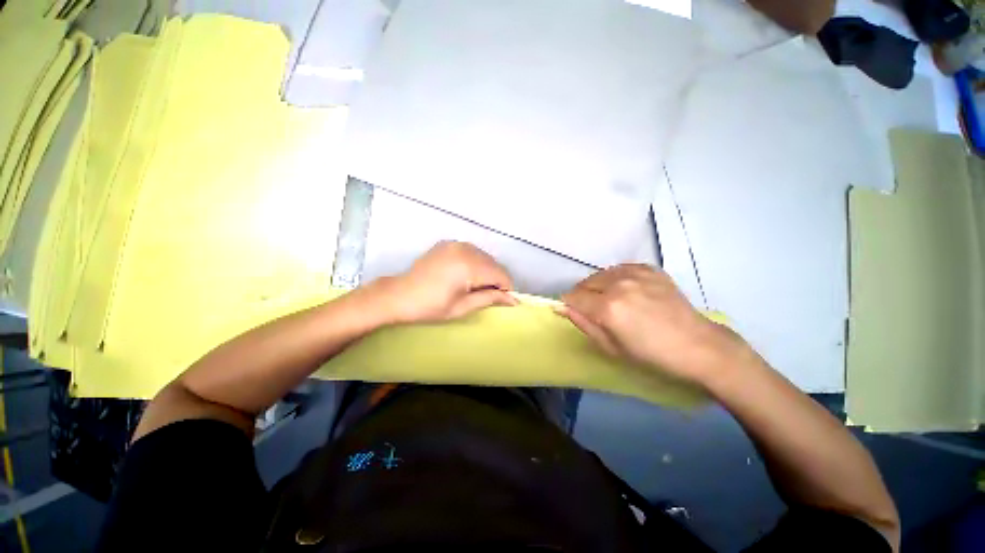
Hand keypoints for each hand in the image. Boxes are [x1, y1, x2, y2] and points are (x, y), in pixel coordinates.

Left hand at [372, 241, 517, 323]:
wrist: (398, 295)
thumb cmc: (430, 306)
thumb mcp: (462, 306)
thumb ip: (490, 299)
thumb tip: (514, 300)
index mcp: (469, 265)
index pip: (501, 275)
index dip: (505, 289)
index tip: (499, 301)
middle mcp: (466, 249)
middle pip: (494, 264)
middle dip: (495, 280)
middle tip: (485, 296)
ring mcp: (456, 244)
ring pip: (484, 257)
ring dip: (486, 271)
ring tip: (472, 286)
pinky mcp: (448, 243)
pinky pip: (472, 252)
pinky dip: (474, 263)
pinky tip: (463, 275)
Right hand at [559, 264, 747, 385]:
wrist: (698, 345)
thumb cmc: (652, 354)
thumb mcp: (611, 347)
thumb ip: (583, 323)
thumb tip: (562, 307)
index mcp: (607, 307)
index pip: (572, 297)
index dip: (569, 305)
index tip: (576, 312)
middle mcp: (618, 284)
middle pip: (584, 283)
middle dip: (583, 296)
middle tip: (596, 311)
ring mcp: (635, 273)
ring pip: (600, 274)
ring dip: (598, 286)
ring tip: (613, 301)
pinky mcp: (649, 269)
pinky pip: (619, 269)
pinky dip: (616, 278)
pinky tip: (628, 291)